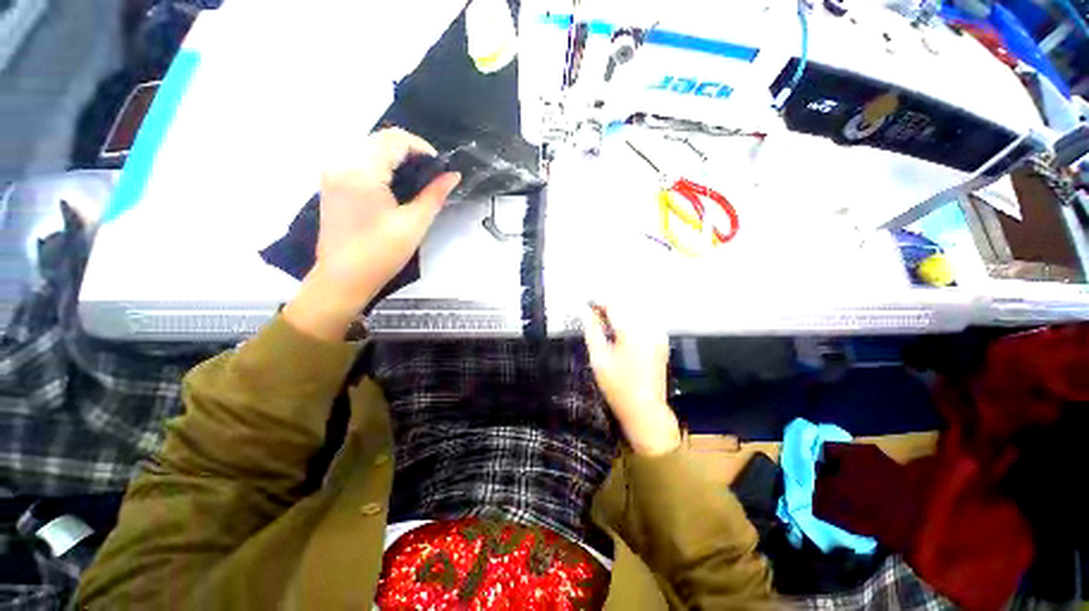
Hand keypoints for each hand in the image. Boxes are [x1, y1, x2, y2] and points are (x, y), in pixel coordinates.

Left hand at [284, 128, 460, 340]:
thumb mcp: (414, 224)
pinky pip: (358, 160)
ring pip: (369, 147)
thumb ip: (434, 195)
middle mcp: (341, 162)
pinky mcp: (331, 182)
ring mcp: (332, 171)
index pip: (394, 139)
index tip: (439, 167)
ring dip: (395, 158)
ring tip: (416, 180)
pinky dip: (380, 165)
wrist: (343, 278)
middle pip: (379, 140)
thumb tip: (453, 175)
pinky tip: (395, 185)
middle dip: (409, 151)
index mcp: (361, 171)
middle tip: (431, 175)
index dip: (421, 147)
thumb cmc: (381, 254)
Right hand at [583, 304, 680, 455]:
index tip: (588, 306)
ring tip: (609, 324)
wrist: (645, 409)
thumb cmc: (617, 385)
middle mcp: (648, 329)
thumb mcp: (598, 358)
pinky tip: (623, 333)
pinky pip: (646, 323)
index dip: (599, 303)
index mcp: (631, 331)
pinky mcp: (662, 343)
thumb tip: (587, 312)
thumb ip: (592, 331)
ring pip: (637, 313)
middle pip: (627, 306)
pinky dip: (633, 322)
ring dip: (622, 313)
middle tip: (596, 315)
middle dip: (611, 307)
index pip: (614, 306)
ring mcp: (658, 336)